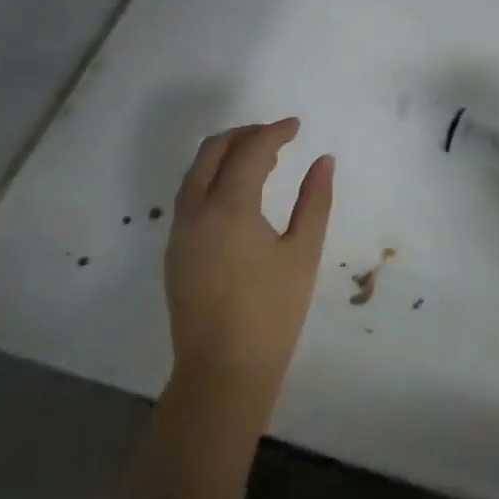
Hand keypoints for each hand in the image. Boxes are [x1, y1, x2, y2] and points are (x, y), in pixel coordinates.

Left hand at [165, 118, 333, 424]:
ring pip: (195, 174)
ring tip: (262, 160)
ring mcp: (180, 233)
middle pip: (211, 152)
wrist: (223, 372)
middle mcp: (195, 212)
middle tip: (276, 135)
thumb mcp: (303, 252)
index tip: (296, 126)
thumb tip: (324, 161)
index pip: (250, 151)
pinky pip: (190, 197)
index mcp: (228, 208)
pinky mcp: (175, 253)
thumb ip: (315, 200)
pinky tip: (239, 194)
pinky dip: (213, 180)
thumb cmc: (272, 311)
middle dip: (243, 135)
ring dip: (225, 156)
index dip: (274, 132)